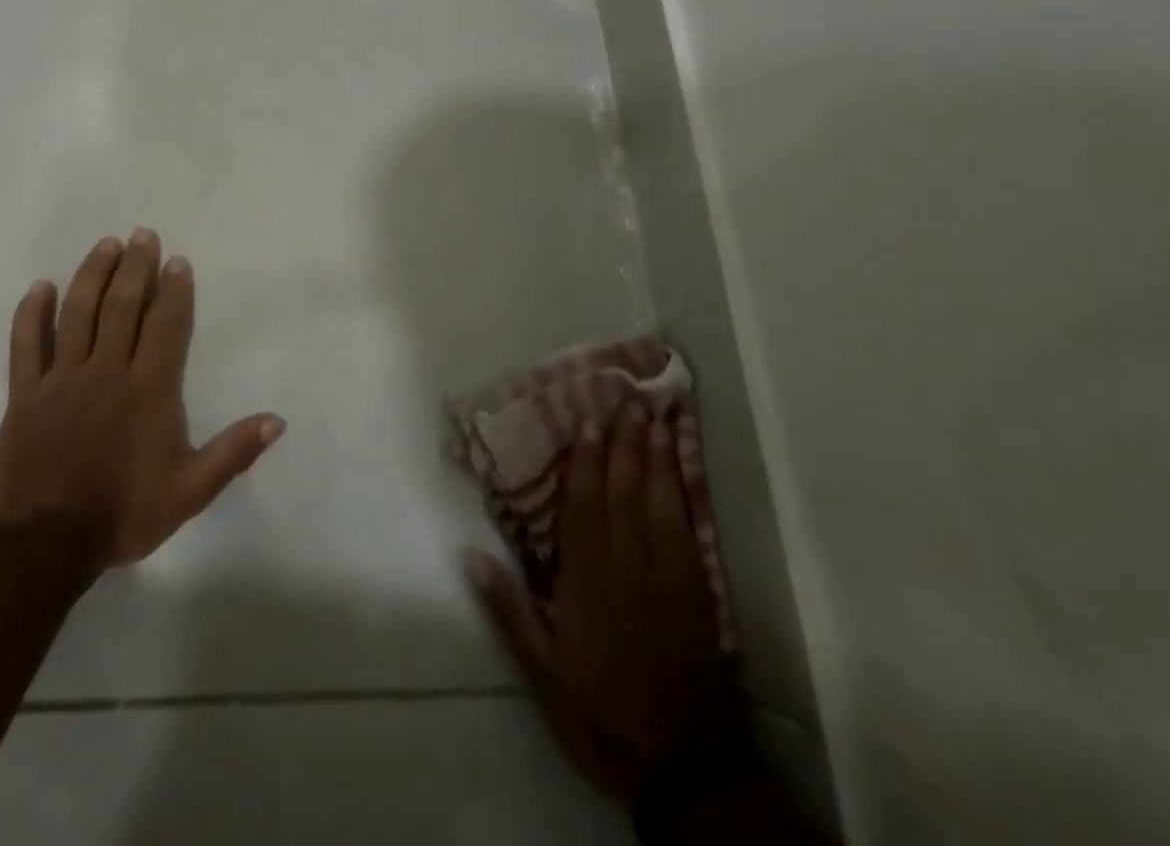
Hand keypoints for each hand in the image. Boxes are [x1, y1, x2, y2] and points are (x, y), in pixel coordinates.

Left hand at [0, 228, 284, 568]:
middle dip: (135, 267)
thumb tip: (278, 420)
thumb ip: (233, 452)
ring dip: (92, 275)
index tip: (177, 260)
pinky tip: (40, 286)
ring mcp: (62, 378)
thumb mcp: (189, 491)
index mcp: (147, 390)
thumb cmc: (124, 512)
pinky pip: (26, 344)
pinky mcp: (26, 393)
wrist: (48, 544)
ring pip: (77, 313)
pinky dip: (31, 313)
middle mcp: (106, 371)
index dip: (173, 290)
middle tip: (143, 234)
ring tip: (106, 245)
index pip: (164, 326)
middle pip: (121, 307)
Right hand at [466, 402, 743, 804]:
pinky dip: (685, 497)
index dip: (586, 462)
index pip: (585, 510)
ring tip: (655, 418)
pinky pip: (691, 534)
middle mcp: (629, 571)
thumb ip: (509, 611)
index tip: (587, 421)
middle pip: (625, 496)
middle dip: (624, 445)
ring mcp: (670, 582)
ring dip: (657, 460)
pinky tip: (681, 472)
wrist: (686, 771)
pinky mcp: (700, 597)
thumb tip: (470, 554)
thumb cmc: (602, 716)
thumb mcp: (542, 676)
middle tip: (626, 398)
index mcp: (588, 586)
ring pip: (661, 507)